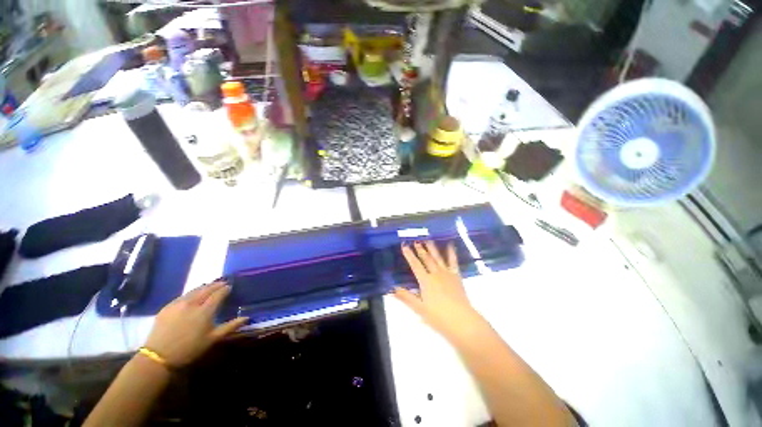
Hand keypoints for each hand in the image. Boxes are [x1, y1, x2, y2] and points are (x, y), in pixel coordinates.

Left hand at [144, 281, 247, 367]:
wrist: (158, 356)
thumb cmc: (189, 349)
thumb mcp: (212, 339)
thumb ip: (230, 327)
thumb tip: (246, 318)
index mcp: (205, 310)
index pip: (218, 294)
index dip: (225, 289)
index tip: (230, 287)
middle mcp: (192, 303)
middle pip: (207, 289)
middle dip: (216, 285)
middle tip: (223, 283)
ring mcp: (178, 304)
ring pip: (194, 290)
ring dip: (204, 287)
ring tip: (210, 286)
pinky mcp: (167, 307)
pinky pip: (183, 295)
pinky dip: (192, 292)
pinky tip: (193, 294)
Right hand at [395, 241, 485, 341]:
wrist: (462, 321)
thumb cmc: (438, 317)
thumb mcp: (419, 309)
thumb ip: (405, 297)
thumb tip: (391, 288)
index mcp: (426, 281)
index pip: (415, 265)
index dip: (409, 255)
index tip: (404, 246)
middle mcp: (436, 274)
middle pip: (426, 259)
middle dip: (420, 249)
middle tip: (415, 240)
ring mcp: (447, 274)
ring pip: (438, 257)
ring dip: (432, 248)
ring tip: (428, 239)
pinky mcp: (456, 276)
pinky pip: (453, 261)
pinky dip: (451, 252)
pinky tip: (450, 244)